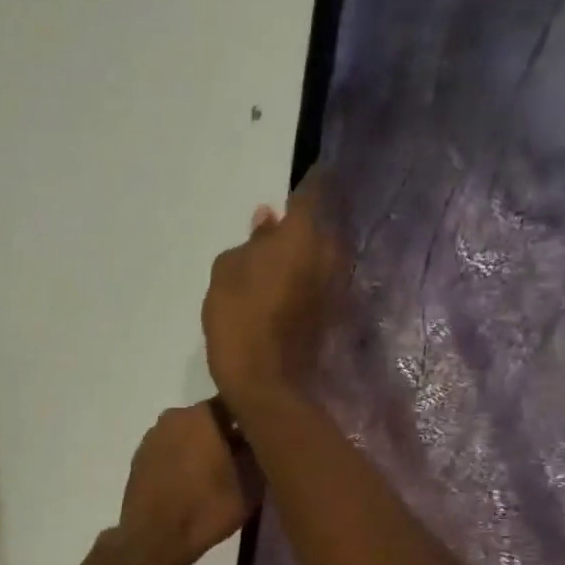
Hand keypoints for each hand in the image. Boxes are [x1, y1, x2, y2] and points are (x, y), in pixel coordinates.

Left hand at [110, 402, 255, 564]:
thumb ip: (258, 453)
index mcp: (203, 415)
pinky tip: (190, 483)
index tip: (262, 435)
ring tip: (215, 475)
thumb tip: (258, 439)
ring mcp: (153, 436)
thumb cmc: (207, 509)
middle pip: (209, 418)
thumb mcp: (250, 484)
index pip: (235, 403)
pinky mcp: (140, 457)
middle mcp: (175, 416)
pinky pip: (170, 450)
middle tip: (241, 459)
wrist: (153, 539)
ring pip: (187, 434)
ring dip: (201, 447)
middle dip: (225, 434)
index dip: (251, 417)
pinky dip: (181, 460)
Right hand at [202, 169, 342, 413]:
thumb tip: (267, 221)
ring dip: (308, 253)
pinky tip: (287, 288)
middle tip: (279, 226)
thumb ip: (250, 242)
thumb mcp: (226, 272)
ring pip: (325, 255)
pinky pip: (322, 282)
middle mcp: (331, 253)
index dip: (307, 182)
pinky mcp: (335, 315)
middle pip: (324, 224)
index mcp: (304, 234)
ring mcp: (338, 287)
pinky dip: (309, 279)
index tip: (299, 180)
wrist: (268, 384)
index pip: (315, 190)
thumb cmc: (240, 319)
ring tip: (280, 258)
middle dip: (306, 221)